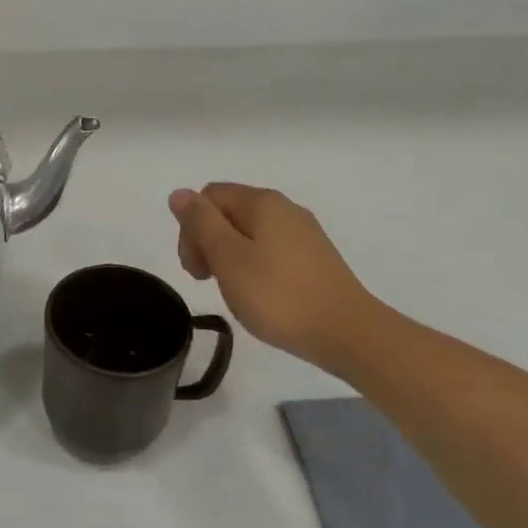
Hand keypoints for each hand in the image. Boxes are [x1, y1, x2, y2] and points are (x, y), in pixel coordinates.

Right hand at [168, 183, 382, 371]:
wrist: (348, 333)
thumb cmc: (278, 295)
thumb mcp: (228, 257)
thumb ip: (200, 223)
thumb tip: (179, 194)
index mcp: (262, 202)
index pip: (208, 197)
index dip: (191, 229)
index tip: (196, 268)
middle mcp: (284, 209)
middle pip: (228, 213)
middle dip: (207, 242)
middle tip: (207, 282)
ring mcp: (303, 234)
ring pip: (248, 234)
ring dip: (229, 258)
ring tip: (233, 292)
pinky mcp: (314, 259)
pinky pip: (269, 251)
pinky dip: (253, 268)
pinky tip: (258, 295)